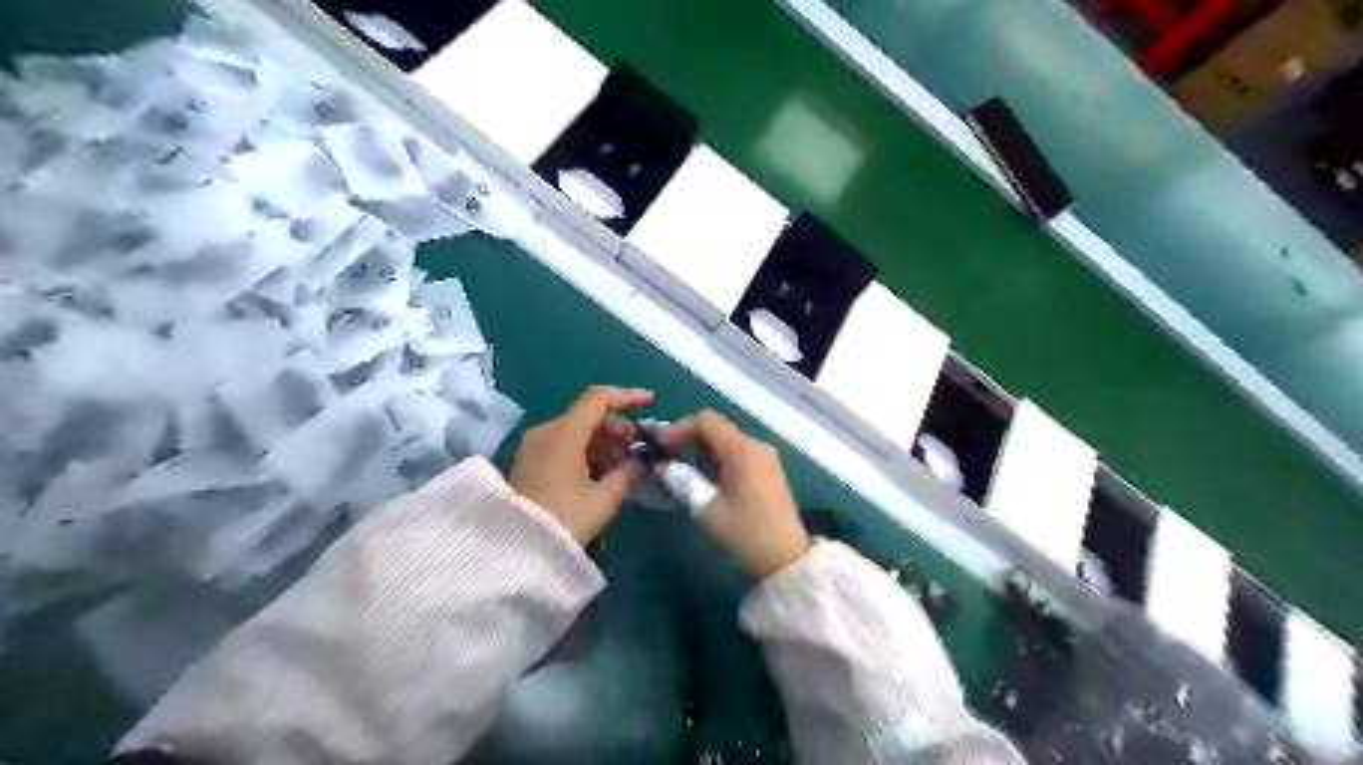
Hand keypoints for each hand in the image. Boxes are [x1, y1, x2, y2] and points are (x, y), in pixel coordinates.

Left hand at [513, 389, 657, 544]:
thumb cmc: (564, 521)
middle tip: (636, 450)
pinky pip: (565, 442)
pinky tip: (602, 472)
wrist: (516, 550)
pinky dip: (587, 450)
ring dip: (604, 441)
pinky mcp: (530, 459)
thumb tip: (638, 461)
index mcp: (564, 434)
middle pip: (588, 414)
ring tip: (623, 466)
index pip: (598, 399)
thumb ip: (626, 473)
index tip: (650, 402)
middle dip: (617, 427)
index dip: (626, 396)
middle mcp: (546, 431)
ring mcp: (535, 444)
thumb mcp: (604, 500)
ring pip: (577, 428)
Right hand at [669, 410, 805, 575]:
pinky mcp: (769, 468)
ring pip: (729, 438)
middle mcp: (755, 445)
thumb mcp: (708, 509)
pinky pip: (740, 450)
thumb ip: (684, 482)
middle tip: (671, 455)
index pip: (706, 420)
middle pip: (718, 426)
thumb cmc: (745, 532)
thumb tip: (662, 467)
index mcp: (741, 450)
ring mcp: (765, 456)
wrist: (785, 557)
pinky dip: (720, 454)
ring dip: (705, 445)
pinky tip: (709, 474)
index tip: (664, 447)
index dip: (681, 428)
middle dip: (691, 436)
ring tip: (686, 466)